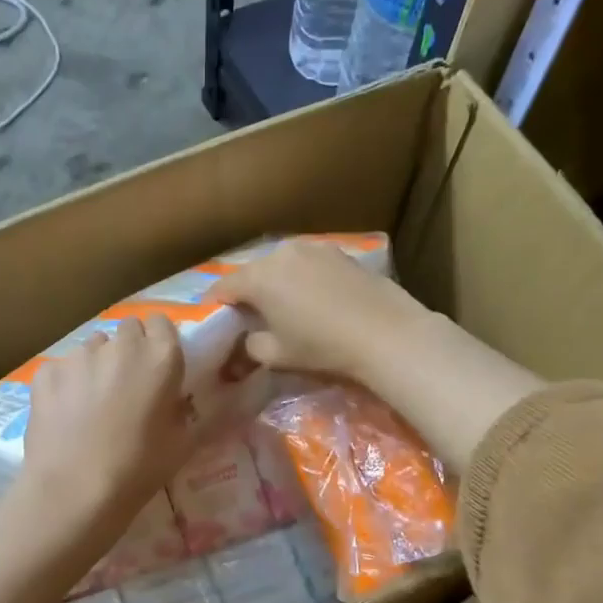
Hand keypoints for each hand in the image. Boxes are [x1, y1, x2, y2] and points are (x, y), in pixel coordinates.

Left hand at [22, 315, 196, 531]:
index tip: (157, 366)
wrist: (74, 491)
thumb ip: (183, 411)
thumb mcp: (182, 444)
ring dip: (97, 365)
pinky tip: (64, 414)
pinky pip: (61, 368)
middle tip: (127, 384)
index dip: (159, 342)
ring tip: (91, 403)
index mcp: (161, 358)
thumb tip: (177, 401)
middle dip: (129, 349)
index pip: (162, 323)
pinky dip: (65, 384)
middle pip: (127, 329)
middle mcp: (120, 346)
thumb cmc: (138, 470)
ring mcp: (79, 356)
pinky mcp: (46, 372)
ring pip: (92, 348)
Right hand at [210, 240, 424, 380]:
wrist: (385, 333)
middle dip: (248, 292)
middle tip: (250, 316)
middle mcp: (281, 253)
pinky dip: (303, 278)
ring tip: (284, 305)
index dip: (216, 305)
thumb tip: (249, 338)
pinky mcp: (340, 252)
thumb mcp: (276, 355)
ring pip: (282, 265)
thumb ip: (251, 345)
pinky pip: (309, 264)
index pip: (223, 287)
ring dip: (277, 282)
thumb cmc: (322, 346)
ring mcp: (314, 247)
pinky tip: (314, 298)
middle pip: (253, 272)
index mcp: (258, 277)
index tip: (216, 319)